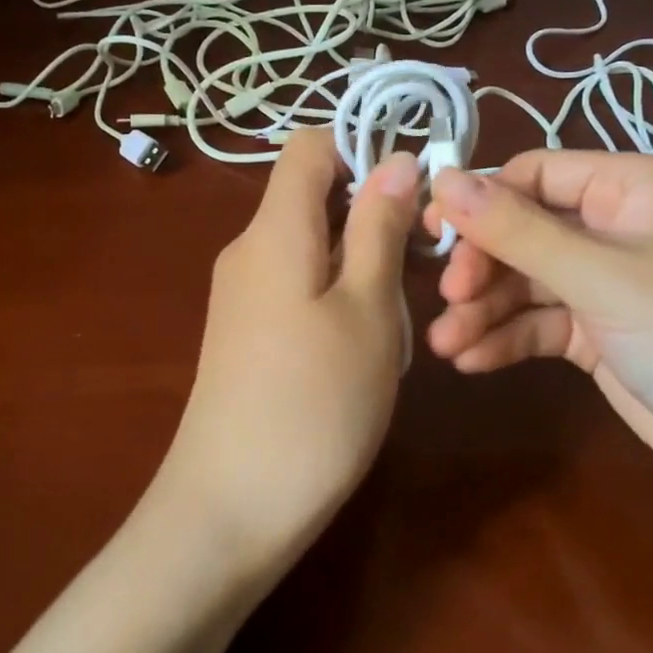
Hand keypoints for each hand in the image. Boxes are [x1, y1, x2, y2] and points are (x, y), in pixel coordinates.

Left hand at [156, 129, 420, 574]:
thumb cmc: (314, 401)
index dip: (362, 149)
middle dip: (372, 216)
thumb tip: (394, 158)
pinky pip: (297, 284)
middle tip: (421, 268)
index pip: (309, 145)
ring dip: (361, 264)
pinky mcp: (245, 331)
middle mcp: (249, 248)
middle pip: (314, 196)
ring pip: (313, 245)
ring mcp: (242, 292)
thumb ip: (378, 227)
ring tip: (396, 320)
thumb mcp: (366, 308)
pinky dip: (337, 295)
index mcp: (274, 227)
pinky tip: (363, 347)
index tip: (413, 192)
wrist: (231, 507)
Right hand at [425, 152, 652, 520]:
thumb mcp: (603, 280)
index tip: (434, 235)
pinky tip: (473, 361)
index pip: (534, 174)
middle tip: (448, 300)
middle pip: (522, 229)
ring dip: (484, 310)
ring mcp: (606, 281)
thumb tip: (443, 179)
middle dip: (482, 266)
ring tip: (446, 345)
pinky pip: (539, 322)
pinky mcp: (598, 331)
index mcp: (633, 187)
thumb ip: (518, 231)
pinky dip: (506, 338)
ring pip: (525, 280)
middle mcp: (616, 225)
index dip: (481, 201)